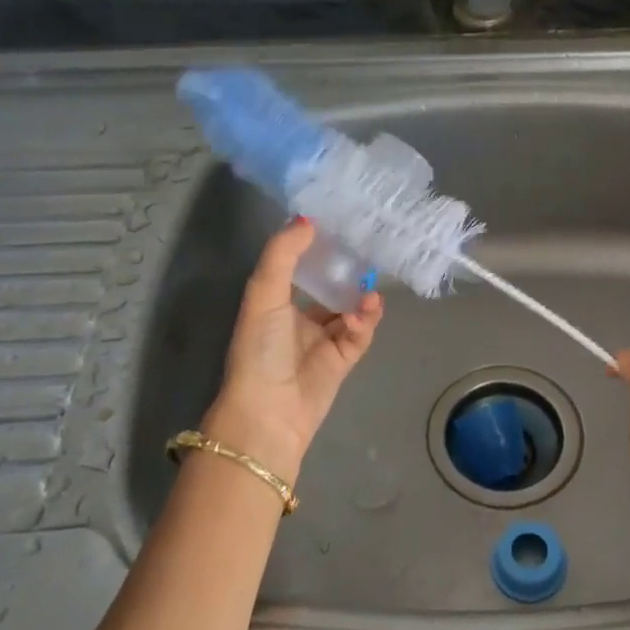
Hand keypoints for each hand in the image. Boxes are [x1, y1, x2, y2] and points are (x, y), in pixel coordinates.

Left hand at [204, 218, 382, 476]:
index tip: (339, 224)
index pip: (301, 267)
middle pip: (331, 286)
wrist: (269, 410)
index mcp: (276, 302)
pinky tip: (366, 311)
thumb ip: (283, 255)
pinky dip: (366, 320)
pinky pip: (361, 333)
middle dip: (349, 271)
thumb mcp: (264, 294)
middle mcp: (300, 318)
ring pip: (350, 309)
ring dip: (360, 297)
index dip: (318, 247)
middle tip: (369, 249)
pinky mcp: (344, 359)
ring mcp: (324, 340)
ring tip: (370, 287)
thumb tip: (307, 220)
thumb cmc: (260, 348)